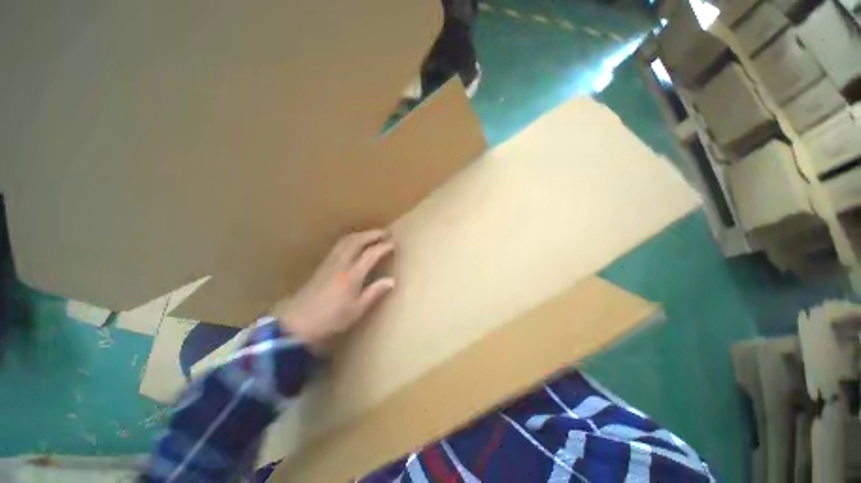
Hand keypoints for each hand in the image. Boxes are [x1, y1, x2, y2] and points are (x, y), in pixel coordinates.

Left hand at [273, 229, 395, 351]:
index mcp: (352, 275)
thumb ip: (375, 292)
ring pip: (346, 241)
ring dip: (360, 234)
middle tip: (384, 233)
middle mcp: (341, 264)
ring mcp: (329, 263)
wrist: (297, 324)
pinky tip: (352, 244)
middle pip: (357, 241)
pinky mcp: (321, 266)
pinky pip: (338, 246)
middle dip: (372, 234)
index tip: (393, 244)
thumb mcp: (357, 310)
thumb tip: (392, 281)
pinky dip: (350, 240)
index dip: (383, 247)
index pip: (371, 254)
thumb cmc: (330, 319)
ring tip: (371, 235)